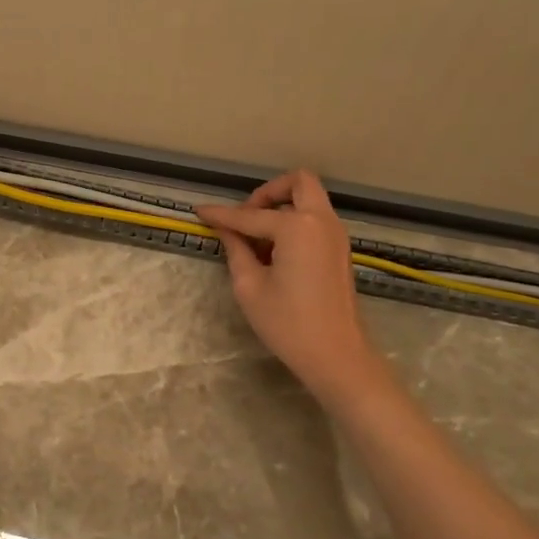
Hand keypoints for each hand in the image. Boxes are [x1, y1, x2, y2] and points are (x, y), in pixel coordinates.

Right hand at [195, 170, 384, 400]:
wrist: (337, 356)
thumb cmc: (288, 323)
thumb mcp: (250, 286)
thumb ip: (236, 250)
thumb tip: (225, 230)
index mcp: (297, 226)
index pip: (250, 215)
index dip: (221, 214)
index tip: (199, 212)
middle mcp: (321, 221)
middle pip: (298, 182)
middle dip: (267, 192)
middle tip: (245, 216)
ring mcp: (335, 234)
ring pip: (308, 199)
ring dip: (281, 207)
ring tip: (255, 238)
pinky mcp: (339, 249)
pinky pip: (314, 219)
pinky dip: (293, 222)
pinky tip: (273, 251)